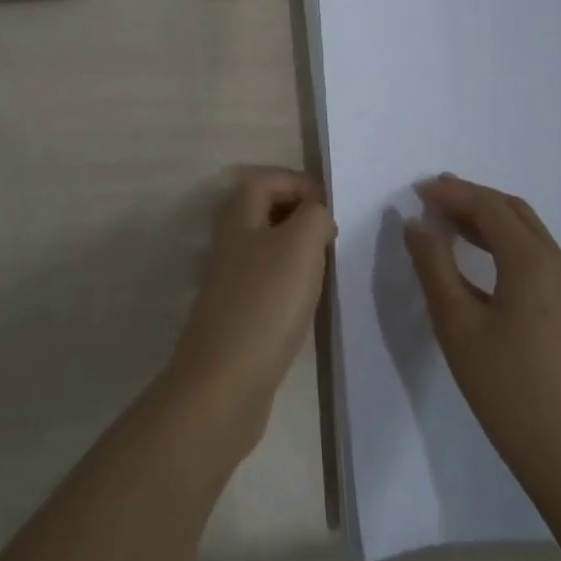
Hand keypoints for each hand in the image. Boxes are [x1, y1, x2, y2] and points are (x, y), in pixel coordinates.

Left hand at [166, 169, 334, 448]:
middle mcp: (231, 243)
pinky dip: (292, 281)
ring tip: (329, 264)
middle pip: (264, 211)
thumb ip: (314, 216)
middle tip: (333, 233)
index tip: (331, 203)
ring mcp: (232, 281)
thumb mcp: (300, 245)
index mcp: (239, 218)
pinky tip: (311, 300)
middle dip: (300, 213)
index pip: (264, 180)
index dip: (297, 181)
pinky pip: (269, 282)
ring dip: (298, 249)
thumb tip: (316, 215)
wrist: (227, 380)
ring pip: (268, 247)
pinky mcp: (239, 314)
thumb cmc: (266, 302)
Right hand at [404, 174, 560, 508]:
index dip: (453, 192)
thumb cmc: (511, 394)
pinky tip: (494, 281)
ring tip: (457, 232)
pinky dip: (514, 256)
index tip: (419, 190)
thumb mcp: (458, 327)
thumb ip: (434, 267)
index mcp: (534, 264)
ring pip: (536, 244)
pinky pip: (548, 271)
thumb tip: (418, 224)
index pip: (490, 207)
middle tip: (437, 200)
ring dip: (496, 228)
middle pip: (519, 216)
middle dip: (476, 201)